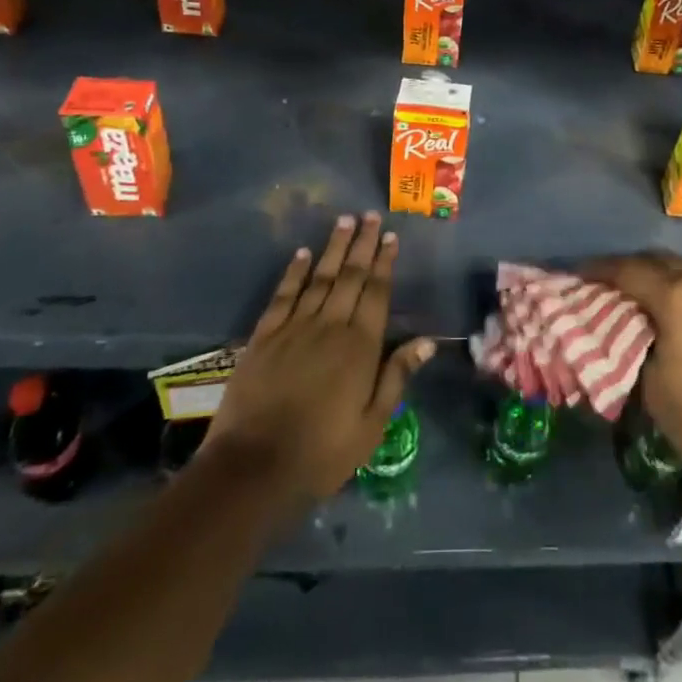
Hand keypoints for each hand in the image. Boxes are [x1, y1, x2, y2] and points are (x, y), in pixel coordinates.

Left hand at [205, 213, 434, 504]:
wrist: (253, 467)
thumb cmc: (321, 452)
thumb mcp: (371, 425)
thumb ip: (397, 377)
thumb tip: (427, 340)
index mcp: (360, 346)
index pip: (376, 292)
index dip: (384, 262)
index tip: (390, 236)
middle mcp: (330, 326)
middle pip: (350, 276)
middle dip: (362, 243)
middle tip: (370, 215)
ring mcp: (295, 327)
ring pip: (320, 277)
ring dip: (333, 248)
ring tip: (344, 220)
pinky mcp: (265, 336)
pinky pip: (284, 294)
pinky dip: (295, 271)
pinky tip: (303, 253)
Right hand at [583, 254, 681, 499]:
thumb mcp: (649, 380)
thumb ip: (636, 337)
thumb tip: (632, 322)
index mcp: (678, 297)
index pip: (630, 270)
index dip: (601, 270)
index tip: (582, 272)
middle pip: (665, 261)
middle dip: (638, 268)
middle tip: (619, 282)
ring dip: (677, 276)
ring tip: (664, 292)